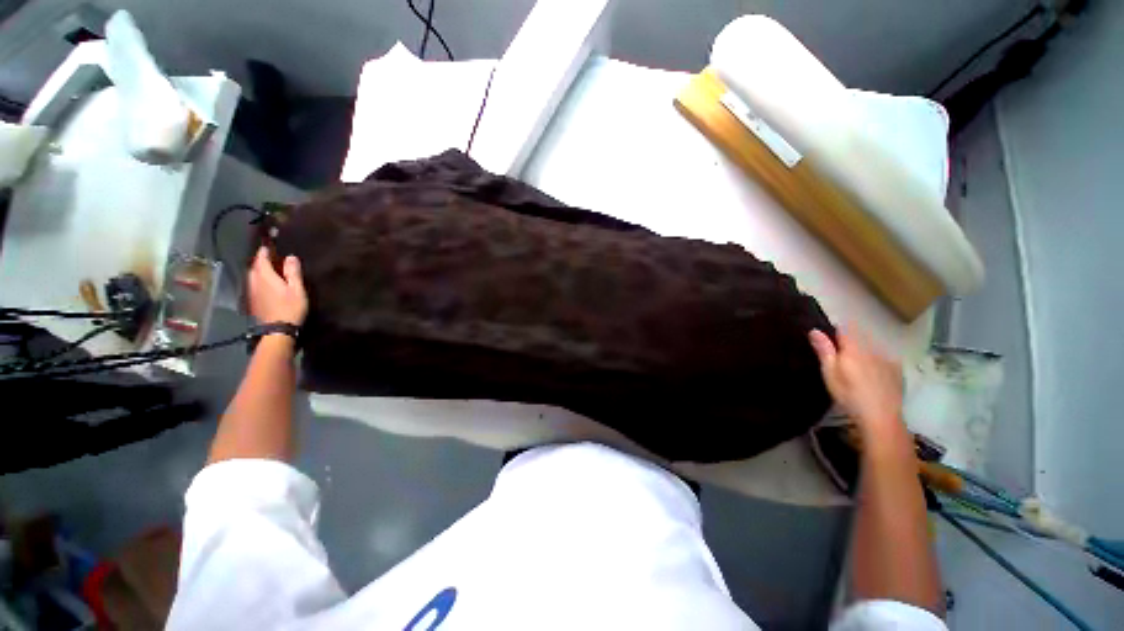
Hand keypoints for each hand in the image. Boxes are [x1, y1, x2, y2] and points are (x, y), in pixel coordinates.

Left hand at [248, 247, 307, 325]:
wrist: (277, 329)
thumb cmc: (290, 308)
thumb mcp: (297, 290)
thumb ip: (293, 273)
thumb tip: (291, 257)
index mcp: (265, 276)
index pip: (261, 259)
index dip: (264, 251)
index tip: (267, 245)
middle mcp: (254, 281)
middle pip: (254, 267)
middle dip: (261, 261)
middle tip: (270, 258)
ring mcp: (252, 291)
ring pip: (252, 276)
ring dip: (259, 271)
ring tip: (269, 270)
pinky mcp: (252, 300)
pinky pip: (253, 284)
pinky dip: (258, 280)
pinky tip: (266, 284)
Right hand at [809, 328, 902, 431]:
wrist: (881, 417)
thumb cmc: (848, 395)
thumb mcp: (830, 373)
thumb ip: (824, 350)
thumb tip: (814, 330)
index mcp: (854, 348)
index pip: (845, 329)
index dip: (835, 329)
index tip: (828, 336)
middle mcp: (872, 349)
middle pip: (859, 336)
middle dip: (849, 340)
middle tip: (839, 354)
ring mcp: (887, 359)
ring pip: (871, 347)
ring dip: (863, 350)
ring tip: (855, 365)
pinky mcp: (897, 370)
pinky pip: (883, 358)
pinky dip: (875, 360)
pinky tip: (871, 373)